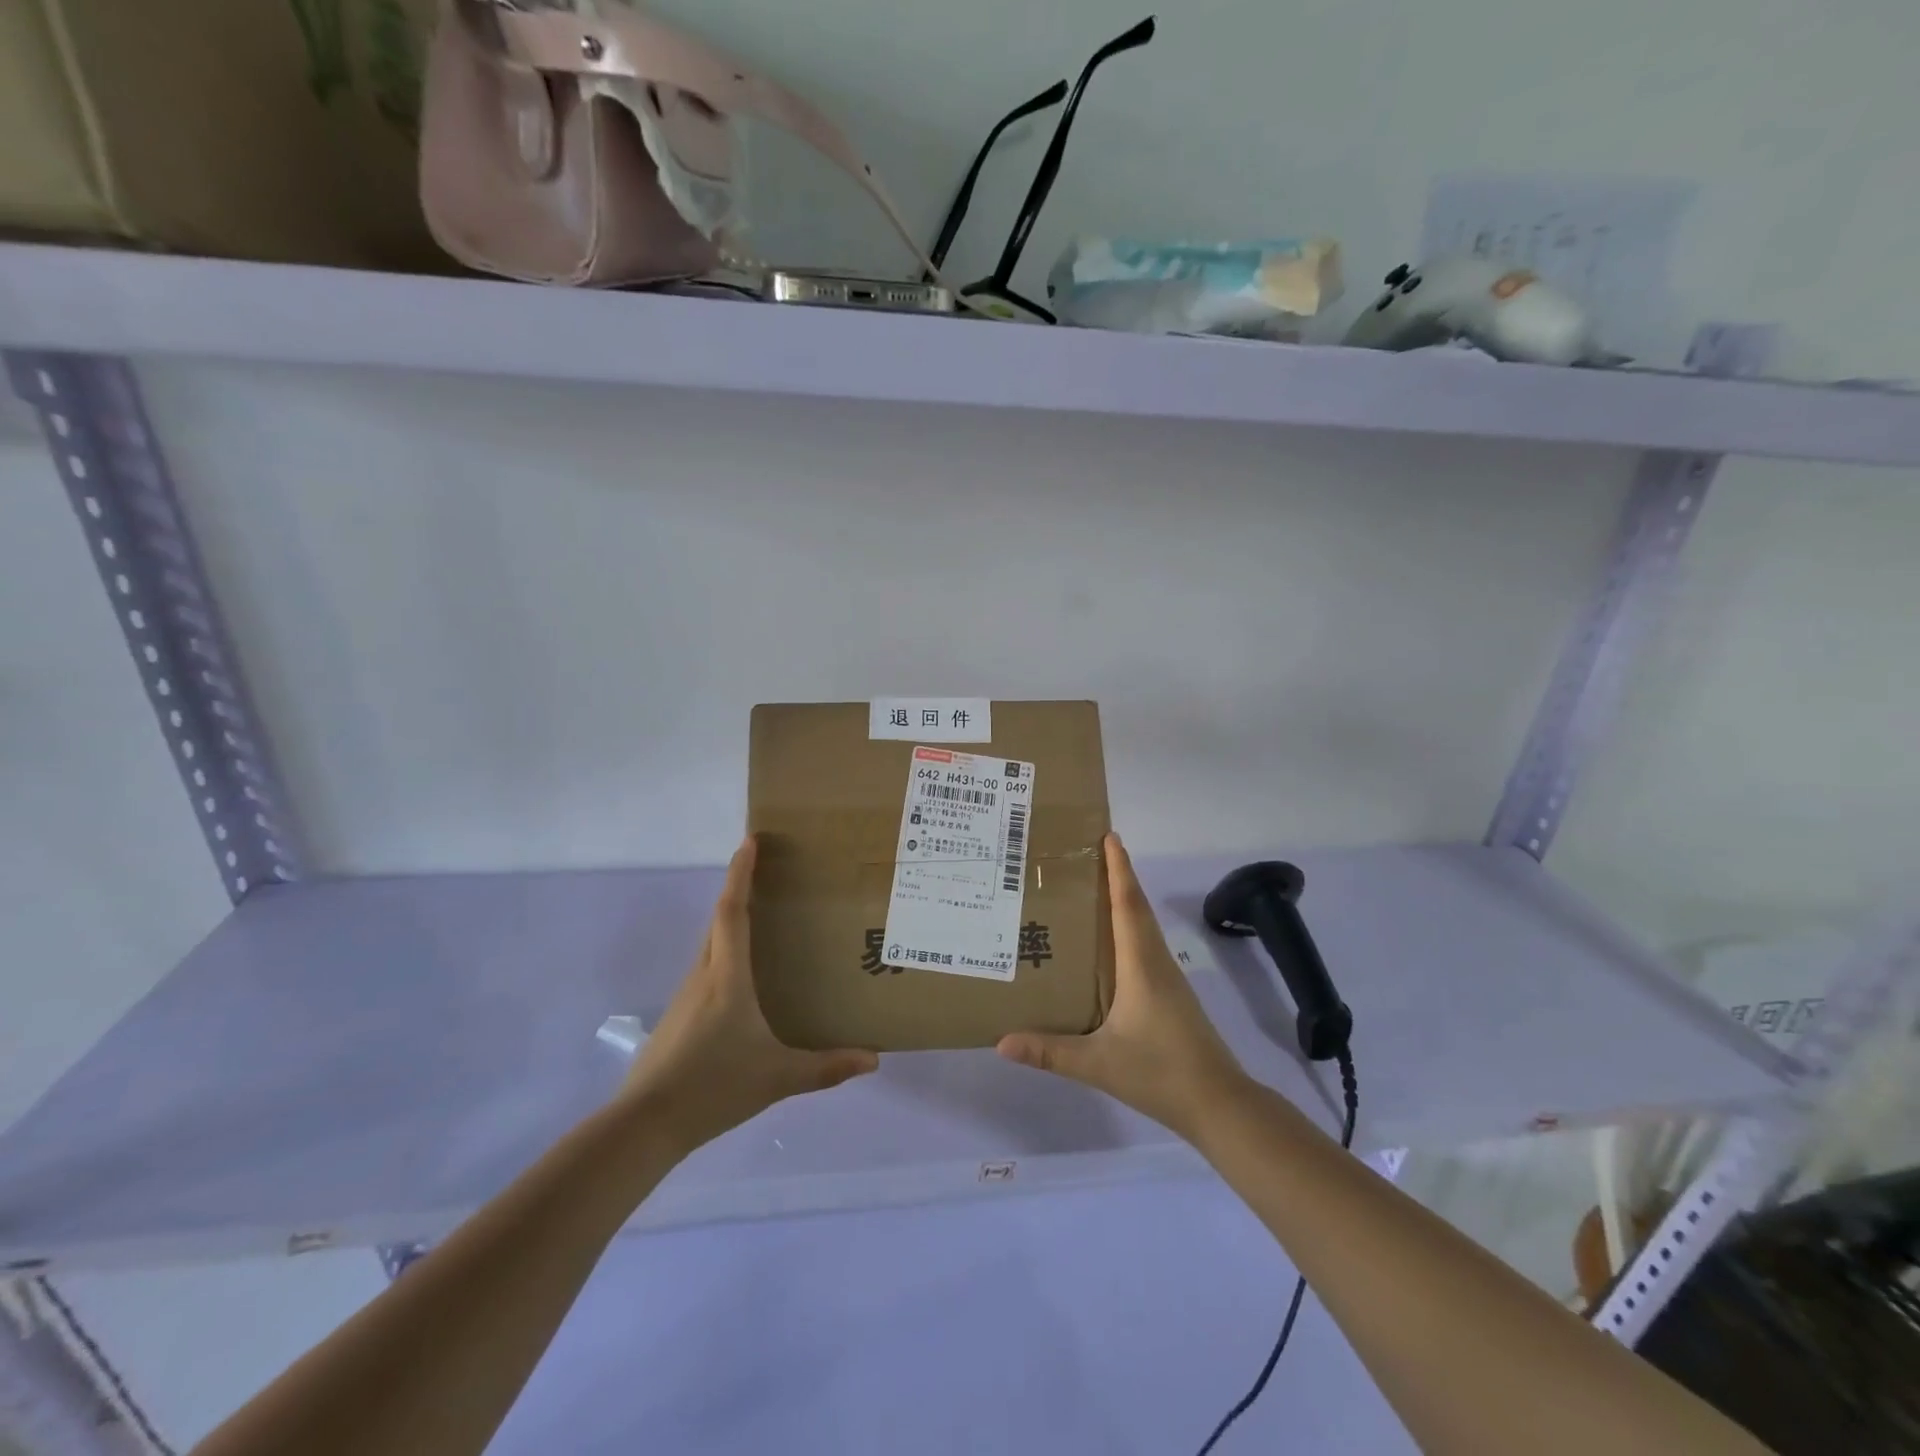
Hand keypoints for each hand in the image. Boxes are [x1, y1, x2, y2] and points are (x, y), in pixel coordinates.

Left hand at [622, 837, 878, 1152]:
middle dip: (738, 889)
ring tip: (762, 920)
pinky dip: (724, 955)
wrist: (645, 1125)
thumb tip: (874, 1060)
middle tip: (766, 872)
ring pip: (710, 946)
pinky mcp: (678, 1017)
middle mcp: (703, 975)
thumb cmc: (714, 1087)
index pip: (732, 912)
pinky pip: (706, 970)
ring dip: (731, 922)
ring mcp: (685, 996)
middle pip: (718, 920)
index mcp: (727, 977)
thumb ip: (826, 1067)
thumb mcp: (778, 1078)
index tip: (750, 841)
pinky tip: (742, 980)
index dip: (740, 874)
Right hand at [997, 833, 1247, 1140]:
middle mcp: (1156, 962)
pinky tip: (1109, 944)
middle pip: (1137, 907)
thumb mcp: (1098, 1063)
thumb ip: (1050, 1052)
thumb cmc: (1160, 1072)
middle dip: (1118, 876)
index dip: (1119, 869)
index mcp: (1141, 964)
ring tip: (1092, 889)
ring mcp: (1168, 979)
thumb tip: (1001, 1042)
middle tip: (1089, 853)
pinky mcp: (1171, 995)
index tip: (1109, 836)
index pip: (1128, 905)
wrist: (1219, 1104)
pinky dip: (1129, 928)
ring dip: (1124, 901)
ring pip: (1143, 927)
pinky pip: (1145, 946)